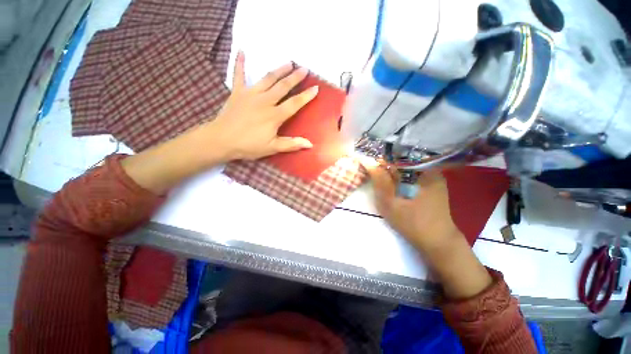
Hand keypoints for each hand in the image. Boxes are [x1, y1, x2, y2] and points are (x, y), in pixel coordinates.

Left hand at [207, 51, 317, 160]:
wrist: (221, 140)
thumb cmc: (249, 146)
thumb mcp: (272, 148)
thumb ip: (291, 144)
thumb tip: (310, 144)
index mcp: (274, 116)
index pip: (294, 104)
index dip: (306, 96)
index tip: (315, 88)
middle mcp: (265, 101)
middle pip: (283, 87)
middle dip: (295, 77)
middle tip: (304, 68)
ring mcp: (250, 94)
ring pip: (267, 78)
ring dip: (279, 69)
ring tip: (288, 62)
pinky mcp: (237, 92)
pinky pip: (238, 75)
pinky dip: (239, 63)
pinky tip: (242, 51)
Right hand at [366, 164, 491, 298]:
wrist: (438, 242)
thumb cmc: (413, 224)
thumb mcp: (390, 203)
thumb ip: (379, 181)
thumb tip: (367, 161)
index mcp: (423, 171)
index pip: (398, 155)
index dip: (382, 159)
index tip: (370, 164)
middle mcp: (431, 169)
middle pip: (403, 160)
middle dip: (387, 165)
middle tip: (374, 173)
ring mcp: (434, 177)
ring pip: (407, 167)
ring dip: (393, 172)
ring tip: (382, 178)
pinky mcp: (433, 184)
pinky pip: (413, 175)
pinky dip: (401, 177)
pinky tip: (395, 185)